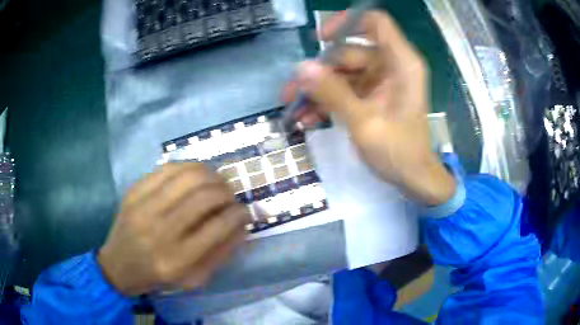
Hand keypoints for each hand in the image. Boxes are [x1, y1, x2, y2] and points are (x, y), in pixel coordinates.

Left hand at [98, 163, 248, 295]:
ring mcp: (143, 207)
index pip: (218, 227)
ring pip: (187, 176)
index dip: (238, 214)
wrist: (118, 266)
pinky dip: (188, 167)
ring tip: (217, 181)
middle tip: (231, 195)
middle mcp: (159, 231)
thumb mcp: (194, 279)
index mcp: (177, 260)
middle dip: (227, 192)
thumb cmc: (158, 278)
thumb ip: (220, 253)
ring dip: (211, 175)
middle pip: (204, 197)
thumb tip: (241, 224)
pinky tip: (195, 174)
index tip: (244, 211)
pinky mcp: (134, 191)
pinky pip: (167, 168)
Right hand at [284, 11, 454, 205]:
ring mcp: (381, 82)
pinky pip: (346, 90)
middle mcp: (391, 67)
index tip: (322, 37)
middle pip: (350, 53)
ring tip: (293, 108)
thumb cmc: (399, 152)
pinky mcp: (373, 97)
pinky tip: (308, 118)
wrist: (414, 179)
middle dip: (320, 71)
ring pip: (343, 74)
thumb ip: (333, 93)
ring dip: (318, 90)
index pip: (376, 23)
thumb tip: (301, 69)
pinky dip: (328, 102)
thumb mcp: (364, 123)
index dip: (348, 23)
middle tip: (292, 91)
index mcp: (401, 64)